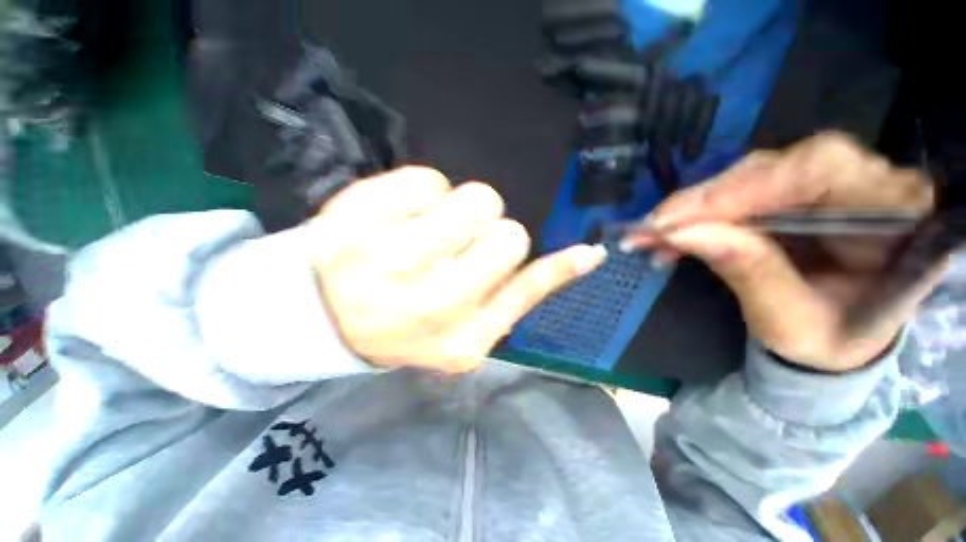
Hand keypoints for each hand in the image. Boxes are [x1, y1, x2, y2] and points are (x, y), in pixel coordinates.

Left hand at [310, 166, 606, 372]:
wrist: (326, 314)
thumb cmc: (407, 323)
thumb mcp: (469, 329)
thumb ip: (522, 292)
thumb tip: (585, 256)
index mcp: (459, 339)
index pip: (526, 285)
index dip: (553, 266)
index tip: (582, 252)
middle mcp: (430, 303)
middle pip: (508, 235)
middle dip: (492, 236)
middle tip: (459, 249)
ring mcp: (389, 257)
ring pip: (475, 199)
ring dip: (463, 211)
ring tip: (429, 232)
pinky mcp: (358, 215)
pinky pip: (427, 178)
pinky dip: (424, 192)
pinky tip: (399, 219)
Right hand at [624, 133, 944, 371]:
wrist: (837, 342)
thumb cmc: (830, 341)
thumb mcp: (792, 320)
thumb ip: (749, 271)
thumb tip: (682, 233)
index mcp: (896, 214)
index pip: (821, 169)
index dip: (745, 187)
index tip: (680, 219)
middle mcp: (866, 184)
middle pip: (779, 166)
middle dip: (708, 198)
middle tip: (654, 227)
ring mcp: (826, 185)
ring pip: (750, 176)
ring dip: (694, 208)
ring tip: (653, 235)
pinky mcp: (792, 195)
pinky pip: (737, 193)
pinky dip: (697, 215)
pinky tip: (670, 235)